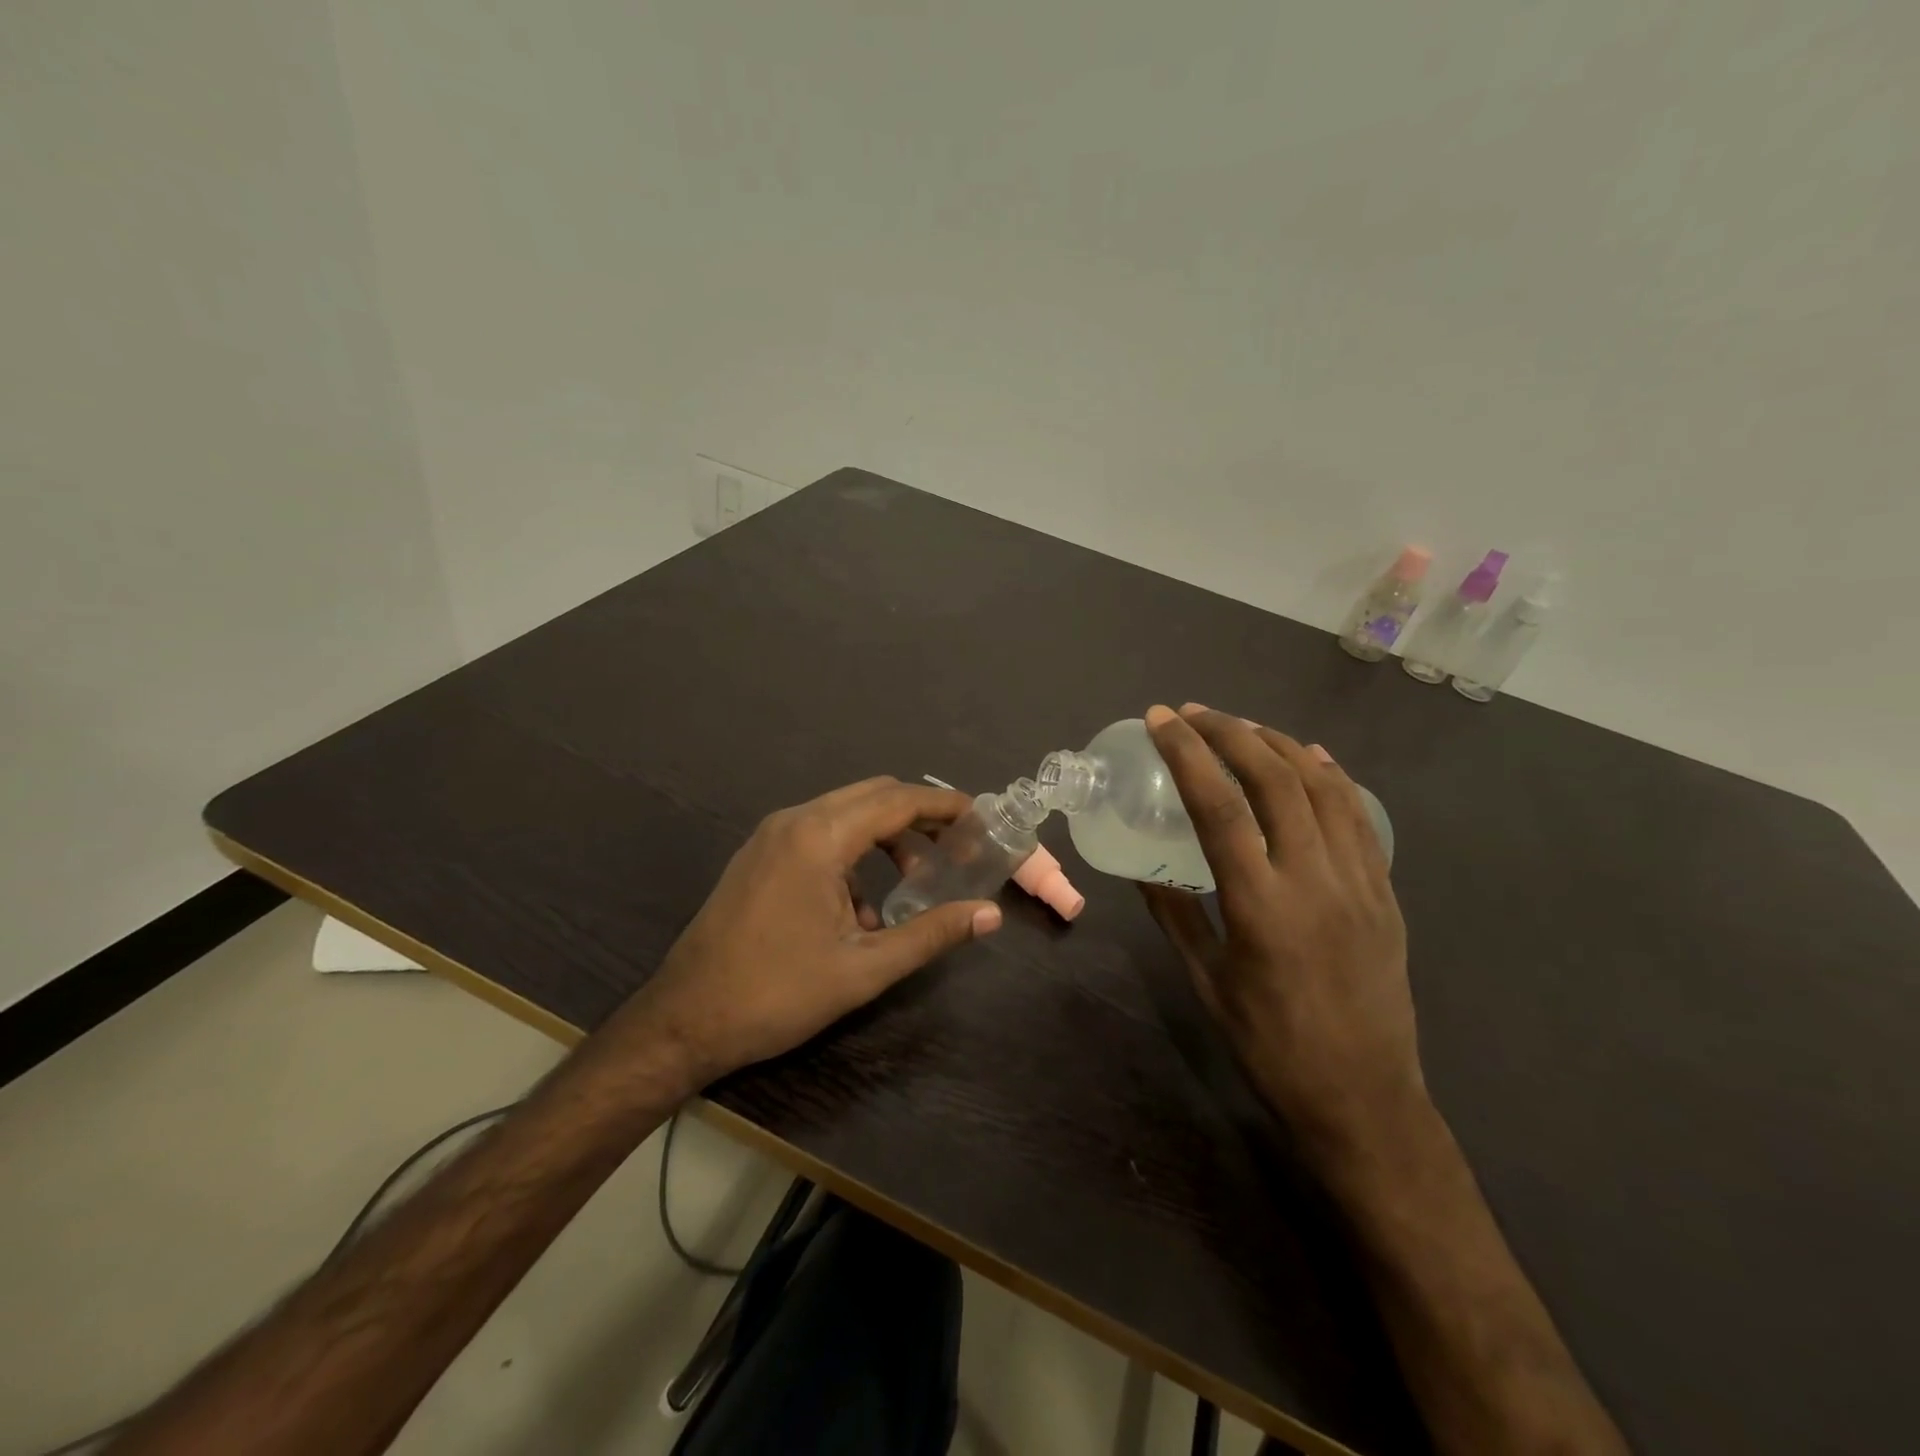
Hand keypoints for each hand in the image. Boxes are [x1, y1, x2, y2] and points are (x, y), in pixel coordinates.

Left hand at [627, 777, 1002, 1088]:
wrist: (684, 1020)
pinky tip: (863, 906)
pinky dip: (853, 852)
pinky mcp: (759, 855)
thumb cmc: (777, 994)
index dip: (944, 806)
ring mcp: (770, 836)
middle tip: (957, 845)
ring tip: (916, 876)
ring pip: (845, 812)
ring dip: (885, 835)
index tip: (980, 817)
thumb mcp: (864, 968)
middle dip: (918, 815)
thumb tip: (990, 915)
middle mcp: (793, 821)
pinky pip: (819, 834)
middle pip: (872, 796)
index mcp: (819, 837)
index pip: (897, 801)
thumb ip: (931, 933)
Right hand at [1140, 704, 1425, 1157]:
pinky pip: (1358, 816)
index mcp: (1260, 904)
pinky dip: (1330, 776)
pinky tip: (1311, 758)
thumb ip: (1174, 915)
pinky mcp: (1384, 892)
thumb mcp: (1206, 981)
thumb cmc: (1270, 1046)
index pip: (1219, 806)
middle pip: (1274, 779)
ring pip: (1322, 787)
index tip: (1161, 720)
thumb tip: (1142, 872)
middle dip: (1230, 732)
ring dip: (1278, 744)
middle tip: (1193, 712)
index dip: (1187, 753)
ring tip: (1242, 726)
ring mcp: (1358, 881)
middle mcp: (1314, 879)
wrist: (1364, 1099)